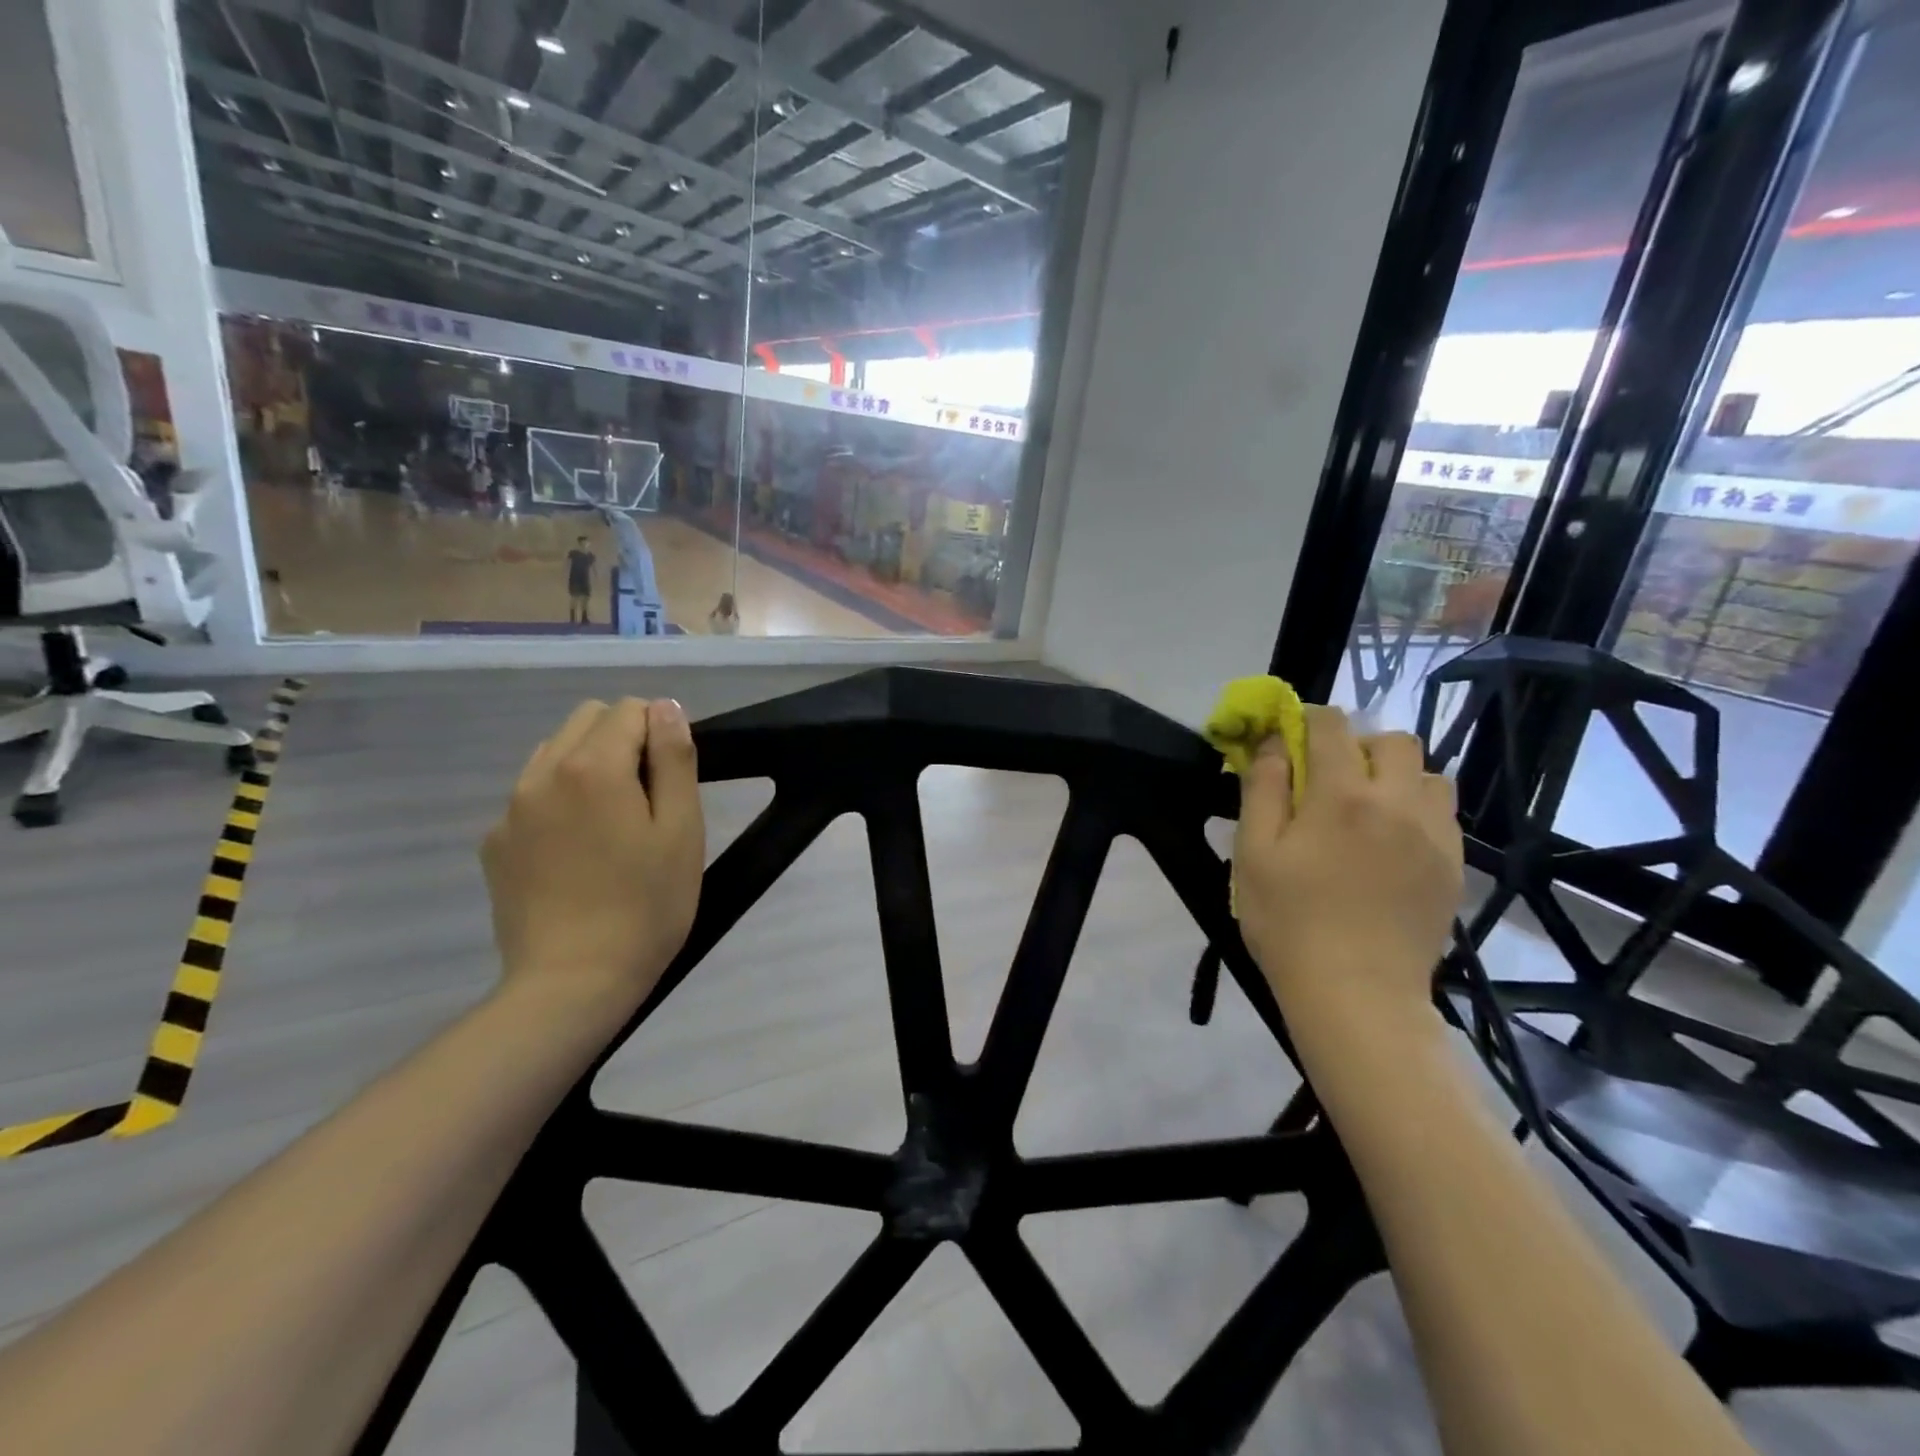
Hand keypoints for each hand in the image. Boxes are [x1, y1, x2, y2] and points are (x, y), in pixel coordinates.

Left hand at [482, 698, 704, 1019]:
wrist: (572, 984)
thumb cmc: (646, 906)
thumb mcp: (682, 829)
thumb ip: (674, 758)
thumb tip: (665, 708)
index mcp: (593, 766)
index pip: (631, 709)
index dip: (661, 734)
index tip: (672, 781)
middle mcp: (542, 773)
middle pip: (586, 720)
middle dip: (622, 739)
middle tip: (647, 798)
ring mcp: (510, 809)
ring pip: (554, 753)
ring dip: (588, 765)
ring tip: (611, 823)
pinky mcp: (494, 844)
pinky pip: (531, 795)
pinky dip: (559, 800)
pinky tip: (576, 852)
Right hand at [1233, 706, 1462, 1025]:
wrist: (1357, 995)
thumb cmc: (1289, 921)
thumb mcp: (1254, 853)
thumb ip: (1263, 789)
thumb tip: (1273, 743)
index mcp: (1342, 795)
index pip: (1332, 725)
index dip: (1307, 720)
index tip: (1290, 738)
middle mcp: (1398, 802)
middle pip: (1393, 740)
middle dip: (1359, 745)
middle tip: (1330, 779)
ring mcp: (1435, 835)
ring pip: (1429, 775)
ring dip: (1396, 776)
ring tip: (1368, 809)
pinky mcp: (1454, 867)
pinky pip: (1444, 815)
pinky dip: (1417, 810)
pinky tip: (1390, 844)